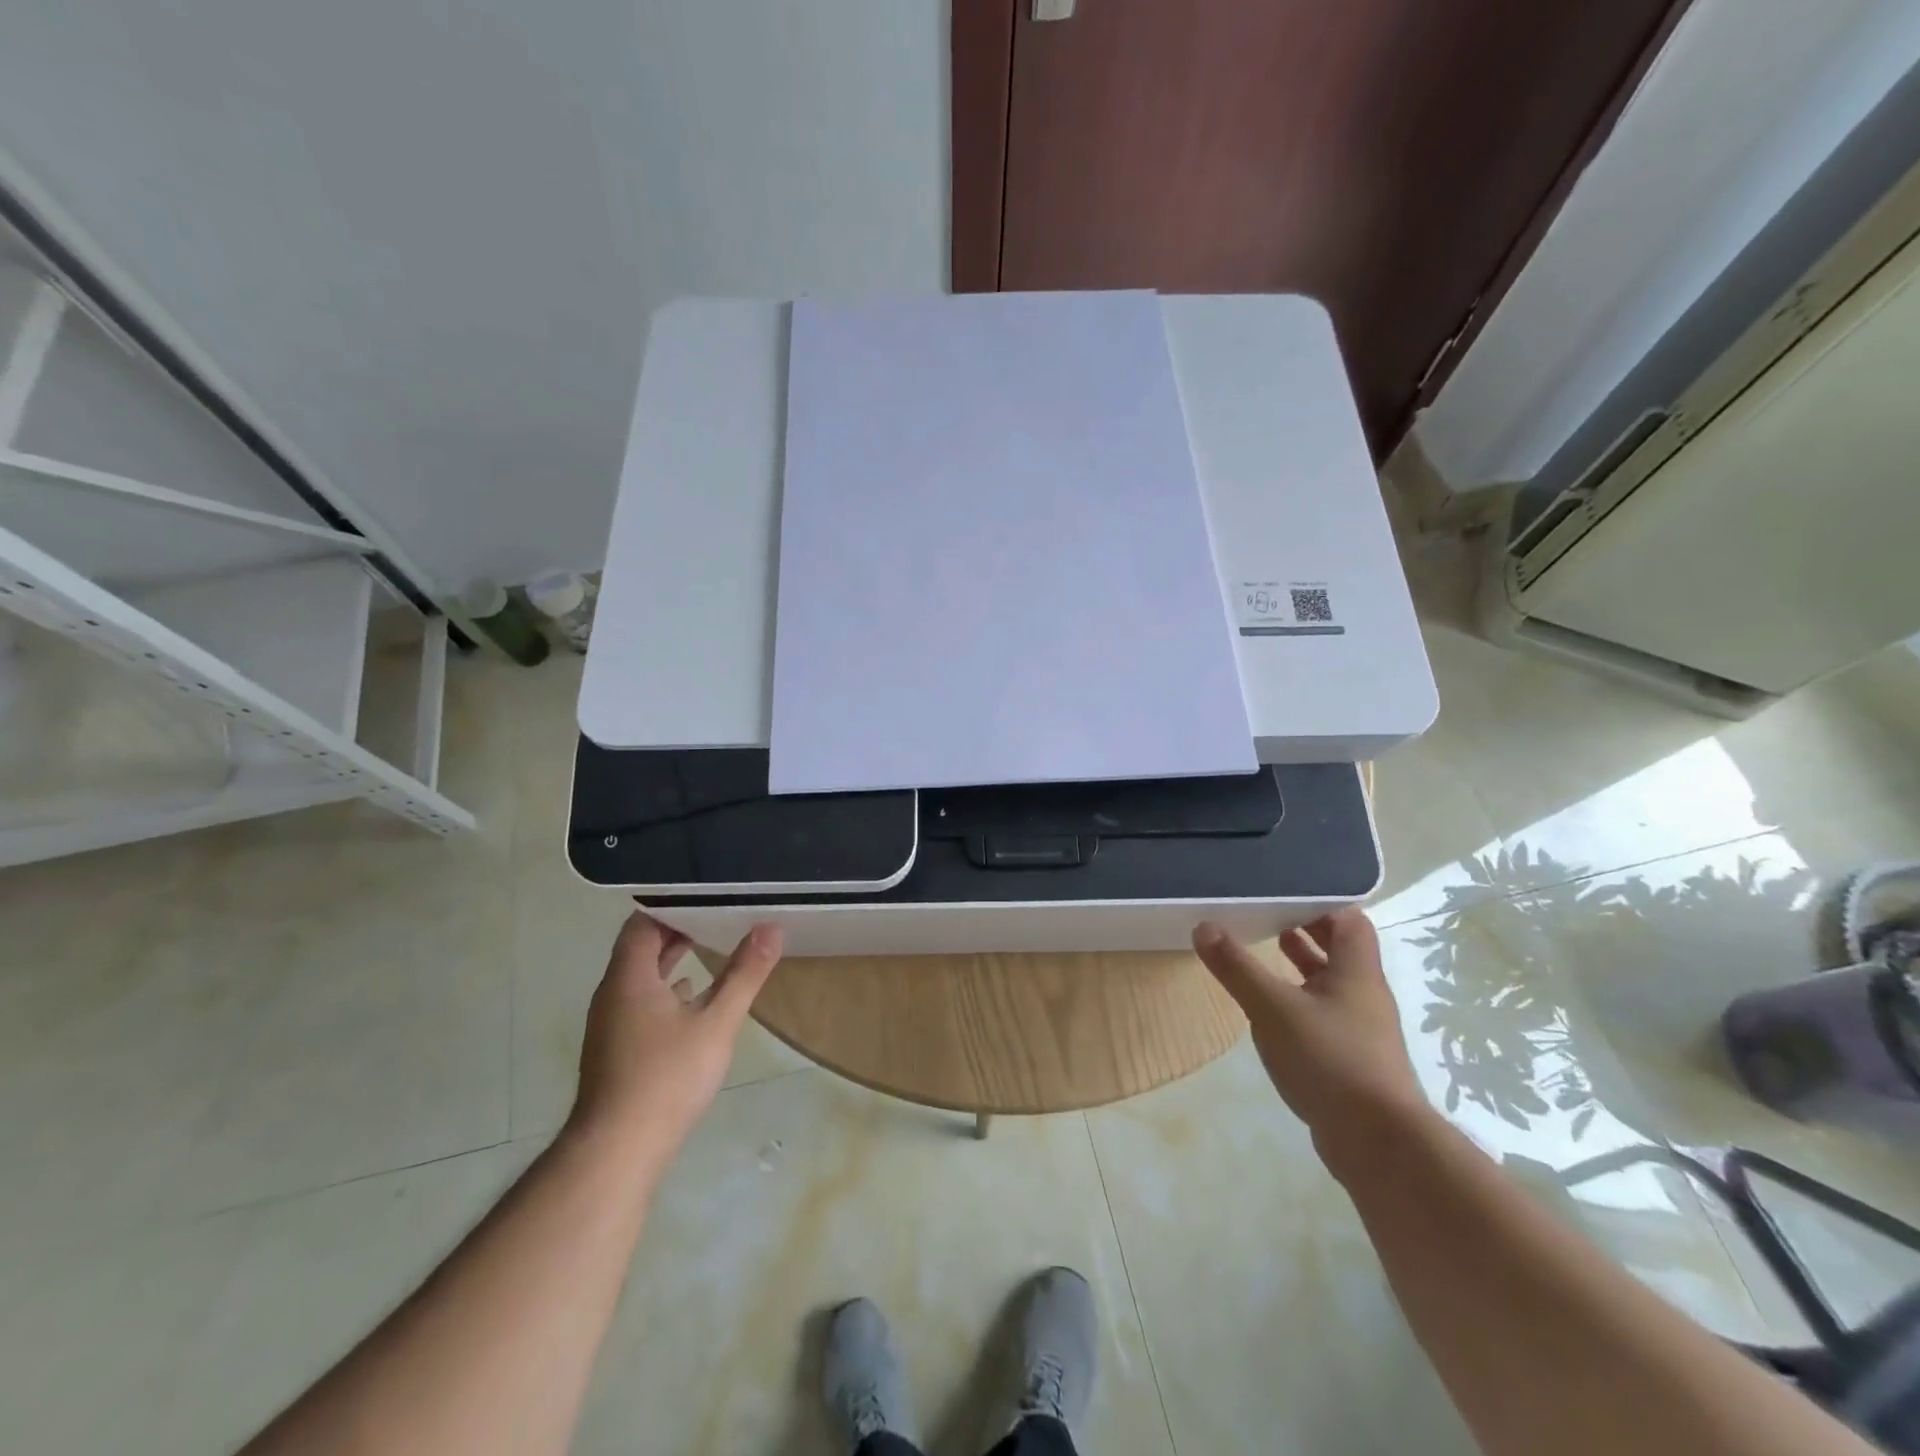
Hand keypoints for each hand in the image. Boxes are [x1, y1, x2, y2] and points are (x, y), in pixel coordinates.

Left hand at [569, 913, 783, 1159]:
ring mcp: (610, 1026)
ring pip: (640, 978)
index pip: (642, 923)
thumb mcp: (716, 1022)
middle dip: (676, 931)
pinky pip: (639, 1004)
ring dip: (670, 962)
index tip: (706, 895)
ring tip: (710, 948)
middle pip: (640, 949)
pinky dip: (665, 992)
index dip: (671, 905)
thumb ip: (744, 974)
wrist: (616, 1152)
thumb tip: (770, 928)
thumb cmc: (666, 1078)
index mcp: (629, 978)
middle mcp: (612, 995)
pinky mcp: (615, 1051)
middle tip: (716, 915)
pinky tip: (692, 1002)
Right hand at [1192, 910, 1426, 1174]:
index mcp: (1356, 971)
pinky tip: (1272, 1012)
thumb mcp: (1272, 1008)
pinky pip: (1326, 1016)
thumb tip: (1205, 926)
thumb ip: (1237, 967)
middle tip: (1266, 916)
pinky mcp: (1353, 1060)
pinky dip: (1301, 1002)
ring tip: (1265, 952)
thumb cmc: (1330, 1060)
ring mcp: (1362, 1030)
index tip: (1283, 893)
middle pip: (1340, 949)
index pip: (1348, 919)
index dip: (1319, 902)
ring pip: (1332, 984)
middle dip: (1306, 931)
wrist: (1379, 1144)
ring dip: (1302, 966)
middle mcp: (1365, 994)